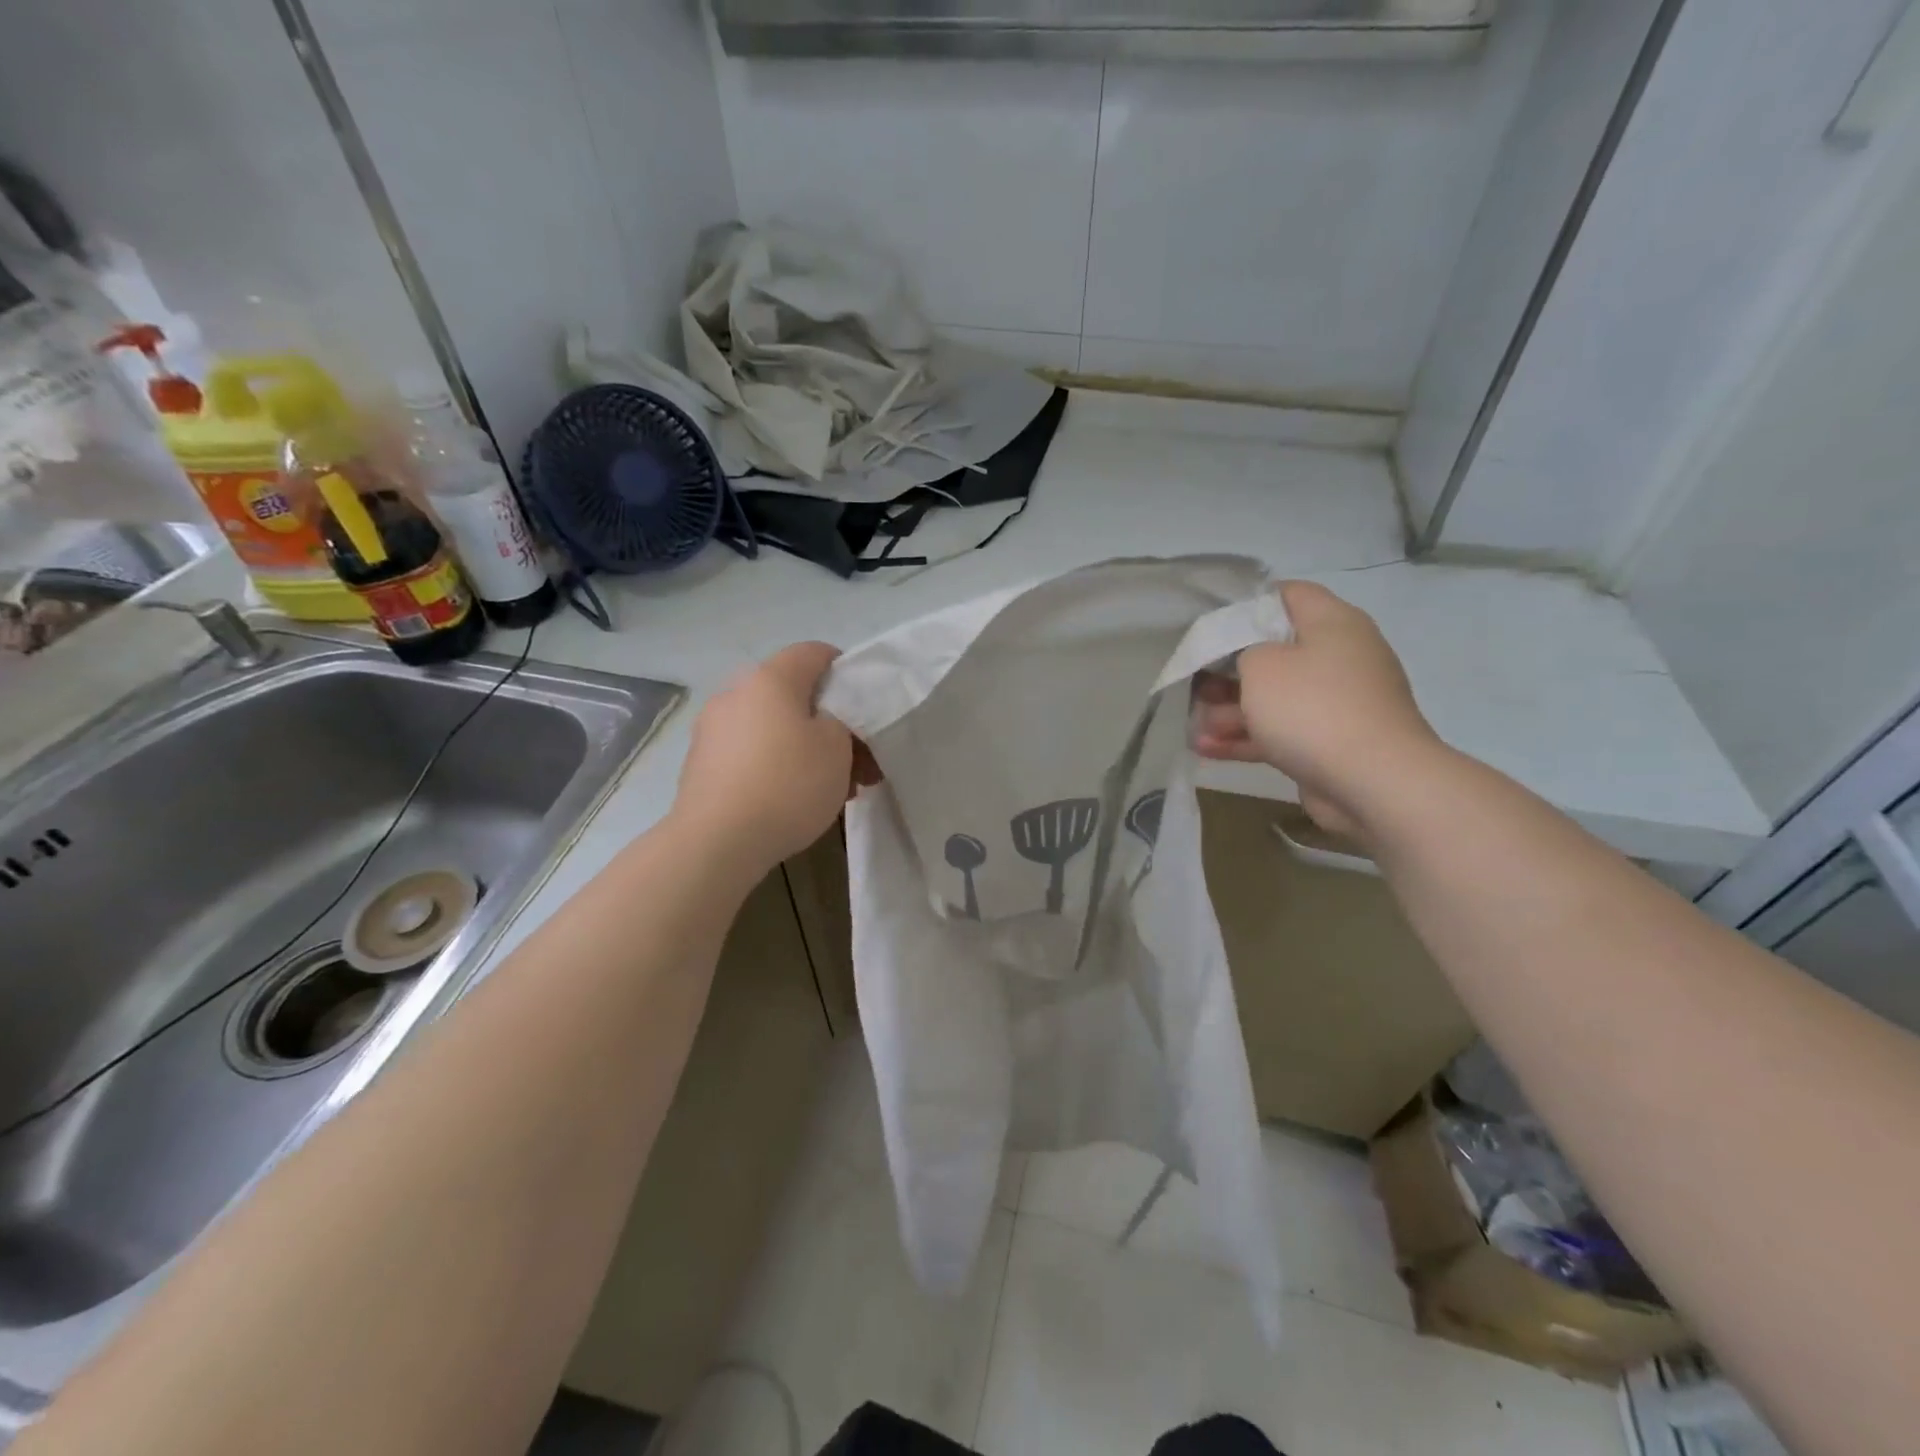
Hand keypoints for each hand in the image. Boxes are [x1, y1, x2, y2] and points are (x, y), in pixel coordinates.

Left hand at [672, 642, 858, 880]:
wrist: (716, 841)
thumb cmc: (787, 784)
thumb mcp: (837, 747)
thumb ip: (841, 720)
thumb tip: (825, 720)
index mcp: (770, 678)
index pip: (815, 652)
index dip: (846, 671)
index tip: (865, 706)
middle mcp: (736, 692)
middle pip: (794, 695)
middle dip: (830, 723)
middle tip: (857, 761)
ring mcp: (713, 728)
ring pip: (774, 727)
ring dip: (806, 748)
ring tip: (833, 788)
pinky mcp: (702, 762)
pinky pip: (751, 751)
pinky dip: (777, 765)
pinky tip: (795, 799)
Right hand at [1193, 581, 1443, 838]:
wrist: (1374, 782)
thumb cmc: (1312, 707)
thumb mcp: (1261, 665)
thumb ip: (1242, 651)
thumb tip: (1250, 663)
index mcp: (1332, 623)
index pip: (1288, 595)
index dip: (1246, 604)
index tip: (1210, 625)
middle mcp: (1338, 657)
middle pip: (1274, 651)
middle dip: (1228, 669)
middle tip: (1194, 682)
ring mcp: (1335, 703)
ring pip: (1273, 698)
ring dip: (1231, 710)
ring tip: (1192, 725)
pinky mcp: (1329, 742)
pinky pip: (1280, 732)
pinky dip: (1246, 738)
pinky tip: (1206, 749)